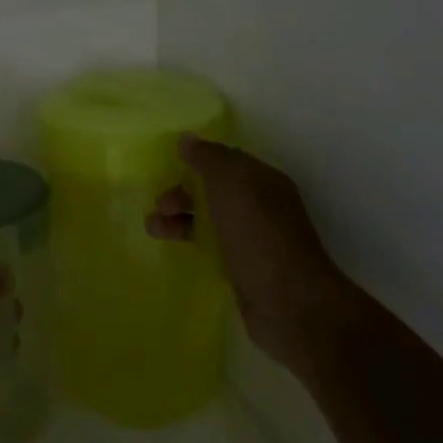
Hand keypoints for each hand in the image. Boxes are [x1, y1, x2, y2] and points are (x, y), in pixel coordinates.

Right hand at [145, 134, 351, 372]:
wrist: (288, 304)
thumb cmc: (258, 235)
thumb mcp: (230, 184)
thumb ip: (207, 158)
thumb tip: (186, 139)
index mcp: (263, 181)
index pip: (226, 160)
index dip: (197, 159)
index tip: (166, 164)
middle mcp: (261, 206)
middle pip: (215, 189)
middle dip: (184, 191)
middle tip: (161, 204)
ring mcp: (254, 240)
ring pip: (210, 219)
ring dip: (180, 219)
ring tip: (154, 229)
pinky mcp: (244, 269)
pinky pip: (212, 246)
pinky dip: (192, 242)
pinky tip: (175, 248)